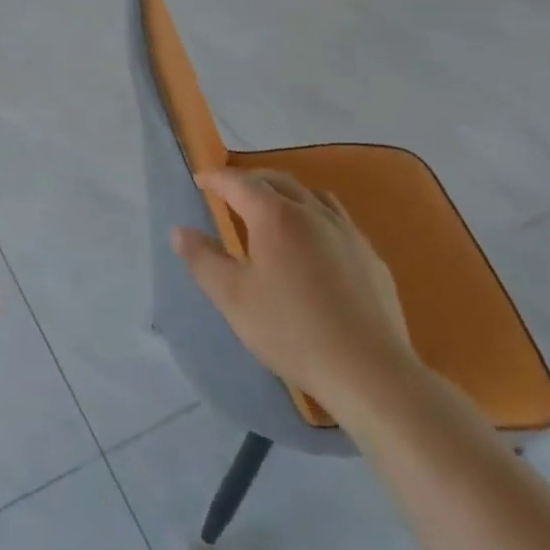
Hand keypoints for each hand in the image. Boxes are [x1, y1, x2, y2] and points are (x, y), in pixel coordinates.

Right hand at [173, 169, 415, 429]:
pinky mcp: (370, 255)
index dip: (216, 178)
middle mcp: (312, 212)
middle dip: (250, 180)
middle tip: (232, 192)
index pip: (239, 183)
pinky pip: (337, 219)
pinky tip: (315, 242)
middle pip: (277, 180)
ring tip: (273, 208)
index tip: (200, 179)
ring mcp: (347, 232)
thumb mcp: (233, 298)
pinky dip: (315, 215)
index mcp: (275, 216)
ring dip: (286, 192)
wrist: (369, 371)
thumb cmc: (291, 331)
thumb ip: (203, 259)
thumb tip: (179, 231)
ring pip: (312, 194)